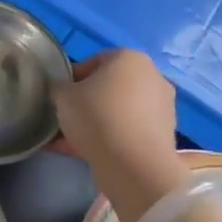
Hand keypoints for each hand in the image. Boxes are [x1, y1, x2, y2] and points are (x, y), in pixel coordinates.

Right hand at [50, 50, 183, 217]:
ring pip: (118, 112)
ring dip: (96, 123)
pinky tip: (84, 153)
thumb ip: (59, 88)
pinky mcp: (163, 135)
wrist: (133, 164)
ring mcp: (161, 107)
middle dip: (85, 103)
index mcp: (129, 58)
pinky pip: (128, 132)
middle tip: (65, 119)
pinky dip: (109, 139)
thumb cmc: (97, 116)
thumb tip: (61, 90)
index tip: (59, 97)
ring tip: (69, 142)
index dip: (71, 79)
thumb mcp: (63, 96)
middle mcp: (151, 77)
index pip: (94, 61)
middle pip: (108, 87)